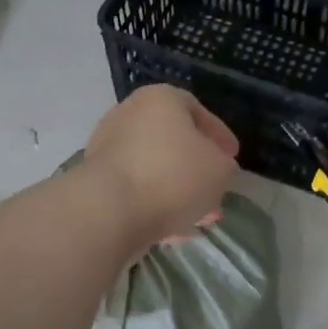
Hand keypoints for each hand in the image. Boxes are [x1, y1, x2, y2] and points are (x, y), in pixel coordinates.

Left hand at [84, 86, 239, 245]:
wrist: (109, 210)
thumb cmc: (172, 176)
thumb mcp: (220, 169)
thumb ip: (224, 165)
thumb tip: (214, 168)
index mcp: (160, 99)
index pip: (197, 110)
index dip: (219, 136)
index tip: (232, 158)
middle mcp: (129, 115)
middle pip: (173, 142)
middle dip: (197, 170)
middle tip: (215, 192)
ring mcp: (107, 148)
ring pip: (154, 169)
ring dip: (178, 192)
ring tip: (198, 218)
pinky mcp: (95, 180)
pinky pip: (135, 189)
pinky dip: (155, 204)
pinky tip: (172, 229)